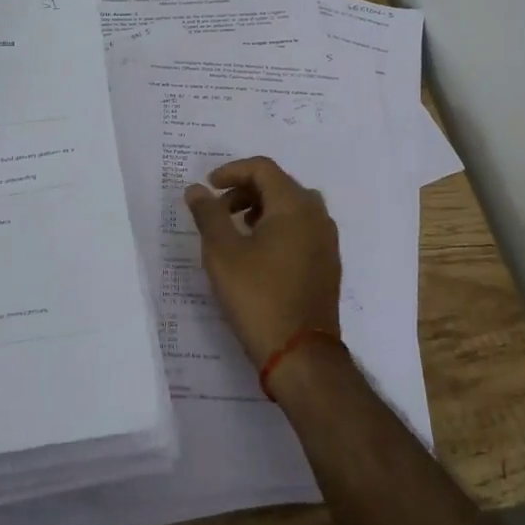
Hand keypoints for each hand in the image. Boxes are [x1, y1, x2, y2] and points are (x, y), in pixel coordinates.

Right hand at [184, 156, 341, 367]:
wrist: (301, 355)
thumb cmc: (258, 297)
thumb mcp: (222, 253)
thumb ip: (208, 214)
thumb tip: (197, 189)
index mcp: (295, 206)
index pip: (263, 168)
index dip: (232, 171)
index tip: (209, 186)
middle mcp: (317, 216)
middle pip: (279, 184)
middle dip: (246, 189)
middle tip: (219, 208)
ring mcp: (327, 241)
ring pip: (292, 207)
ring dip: (262, 208)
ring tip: (236, 229)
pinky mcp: (327, 264)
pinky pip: (302, 228)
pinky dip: (278, 227)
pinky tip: (258, 252)